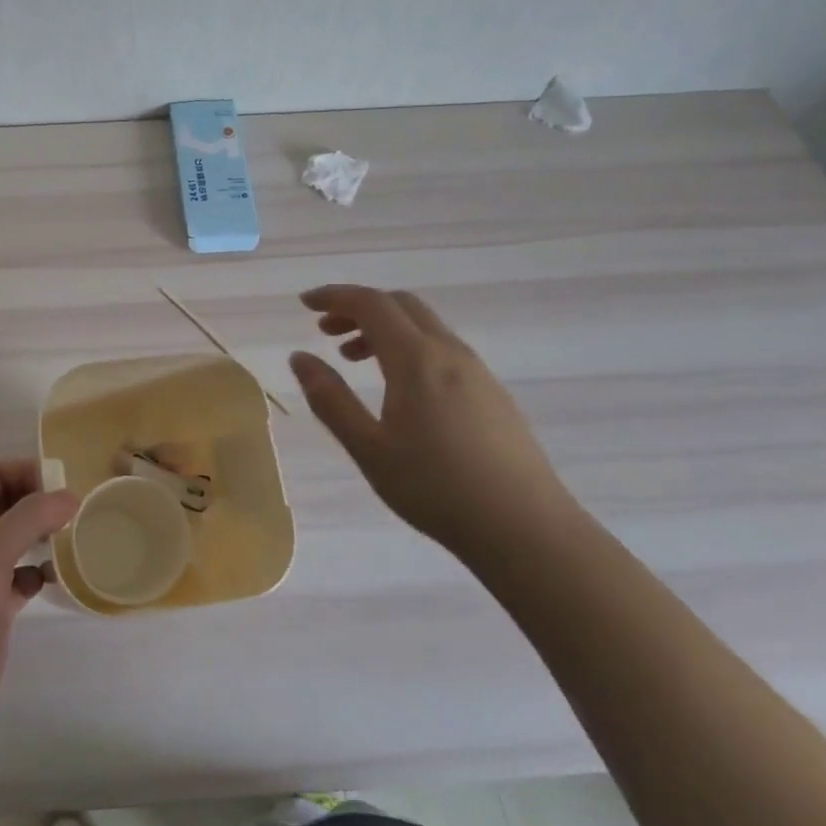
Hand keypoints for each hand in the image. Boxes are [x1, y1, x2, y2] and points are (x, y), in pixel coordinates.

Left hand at [0, 460, 77, 730]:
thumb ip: (30, 517)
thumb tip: (71, 495)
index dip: (22, 469)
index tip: (59, 481)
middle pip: (7, 504)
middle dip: (38, 500)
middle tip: (75, 509)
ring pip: (17, 541)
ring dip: (43, 535)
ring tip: (73, 537)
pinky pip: (22, 578)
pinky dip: (40, 573)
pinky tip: (57, 578)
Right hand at [288, 285, 572, 547]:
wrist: (525, 528)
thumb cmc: (435, 488)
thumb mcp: (368, 448)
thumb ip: (330, 399)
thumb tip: (299, 357)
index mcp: (415, 359)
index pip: (371, 304)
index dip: (334, 296)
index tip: (304, 303)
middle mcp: (448, 352)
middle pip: (400, 304)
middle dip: (358, 308)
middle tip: (325, 331)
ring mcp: (477, 371)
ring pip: (424, 327)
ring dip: (384, 329)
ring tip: (354, 359)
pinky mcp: (492, 393)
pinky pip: (442, 349)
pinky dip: (409, 348)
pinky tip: (400, 389)